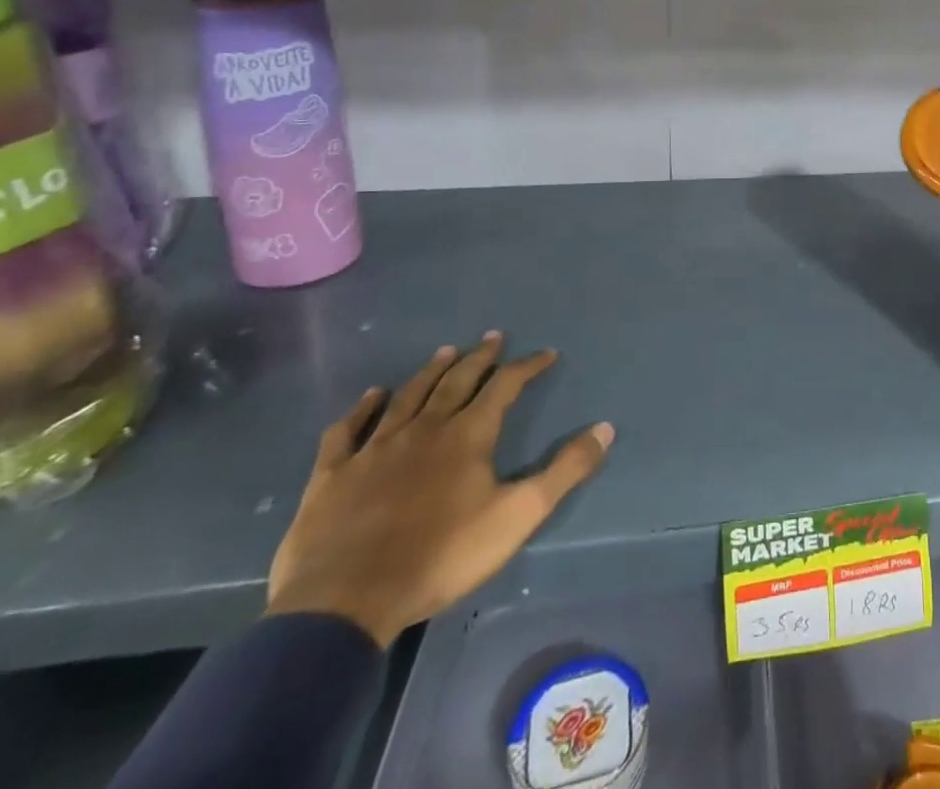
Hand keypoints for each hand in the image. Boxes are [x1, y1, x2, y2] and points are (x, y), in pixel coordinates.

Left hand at [266, 334, 612, 646]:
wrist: (345, 602)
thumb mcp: (518, 516)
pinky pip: (348, 430)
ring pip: (408, 396)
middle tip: (493, 337)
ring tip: (445, 352)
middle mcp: (424, 429)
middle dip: (480, 358)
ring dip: (430, 371)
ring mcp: (375, 449)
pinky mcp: (333, 475)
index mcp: (468, 435)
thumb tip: (606, 428)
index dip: (528, 367)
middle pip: (456, 381)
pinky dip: (362, 409)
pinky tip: (371, 396)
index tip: (547, 354)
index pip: (505, 386)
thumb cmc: (441, 557)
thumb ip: (565, 471)